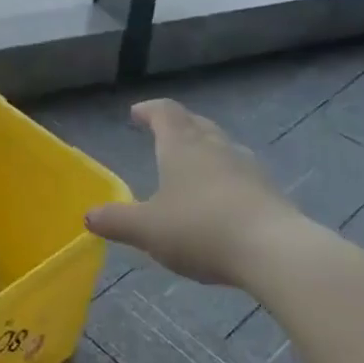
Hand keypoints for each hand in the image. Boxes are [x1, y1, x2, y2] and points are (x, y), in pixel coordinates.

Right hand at [85, 99, 309, 288]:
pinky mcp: (271, 192)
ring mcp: (248, 167)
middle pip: (196, 124)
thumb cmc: (201, 229)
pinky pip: (242, 174)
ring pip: (222, 147)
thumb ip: (116, 221)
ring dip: (205, 150)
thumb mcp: (147, 229)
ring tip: (193, 166)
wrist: (275, 252)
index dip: (149, 110)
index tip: (137, 114)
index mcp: (182, 145)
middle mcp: (215, 147)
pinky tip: (223, 200)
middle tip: (163, 134)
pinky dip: (227, 178)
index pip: (165, 112)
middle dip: (178, 125)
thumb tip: (89, 216)